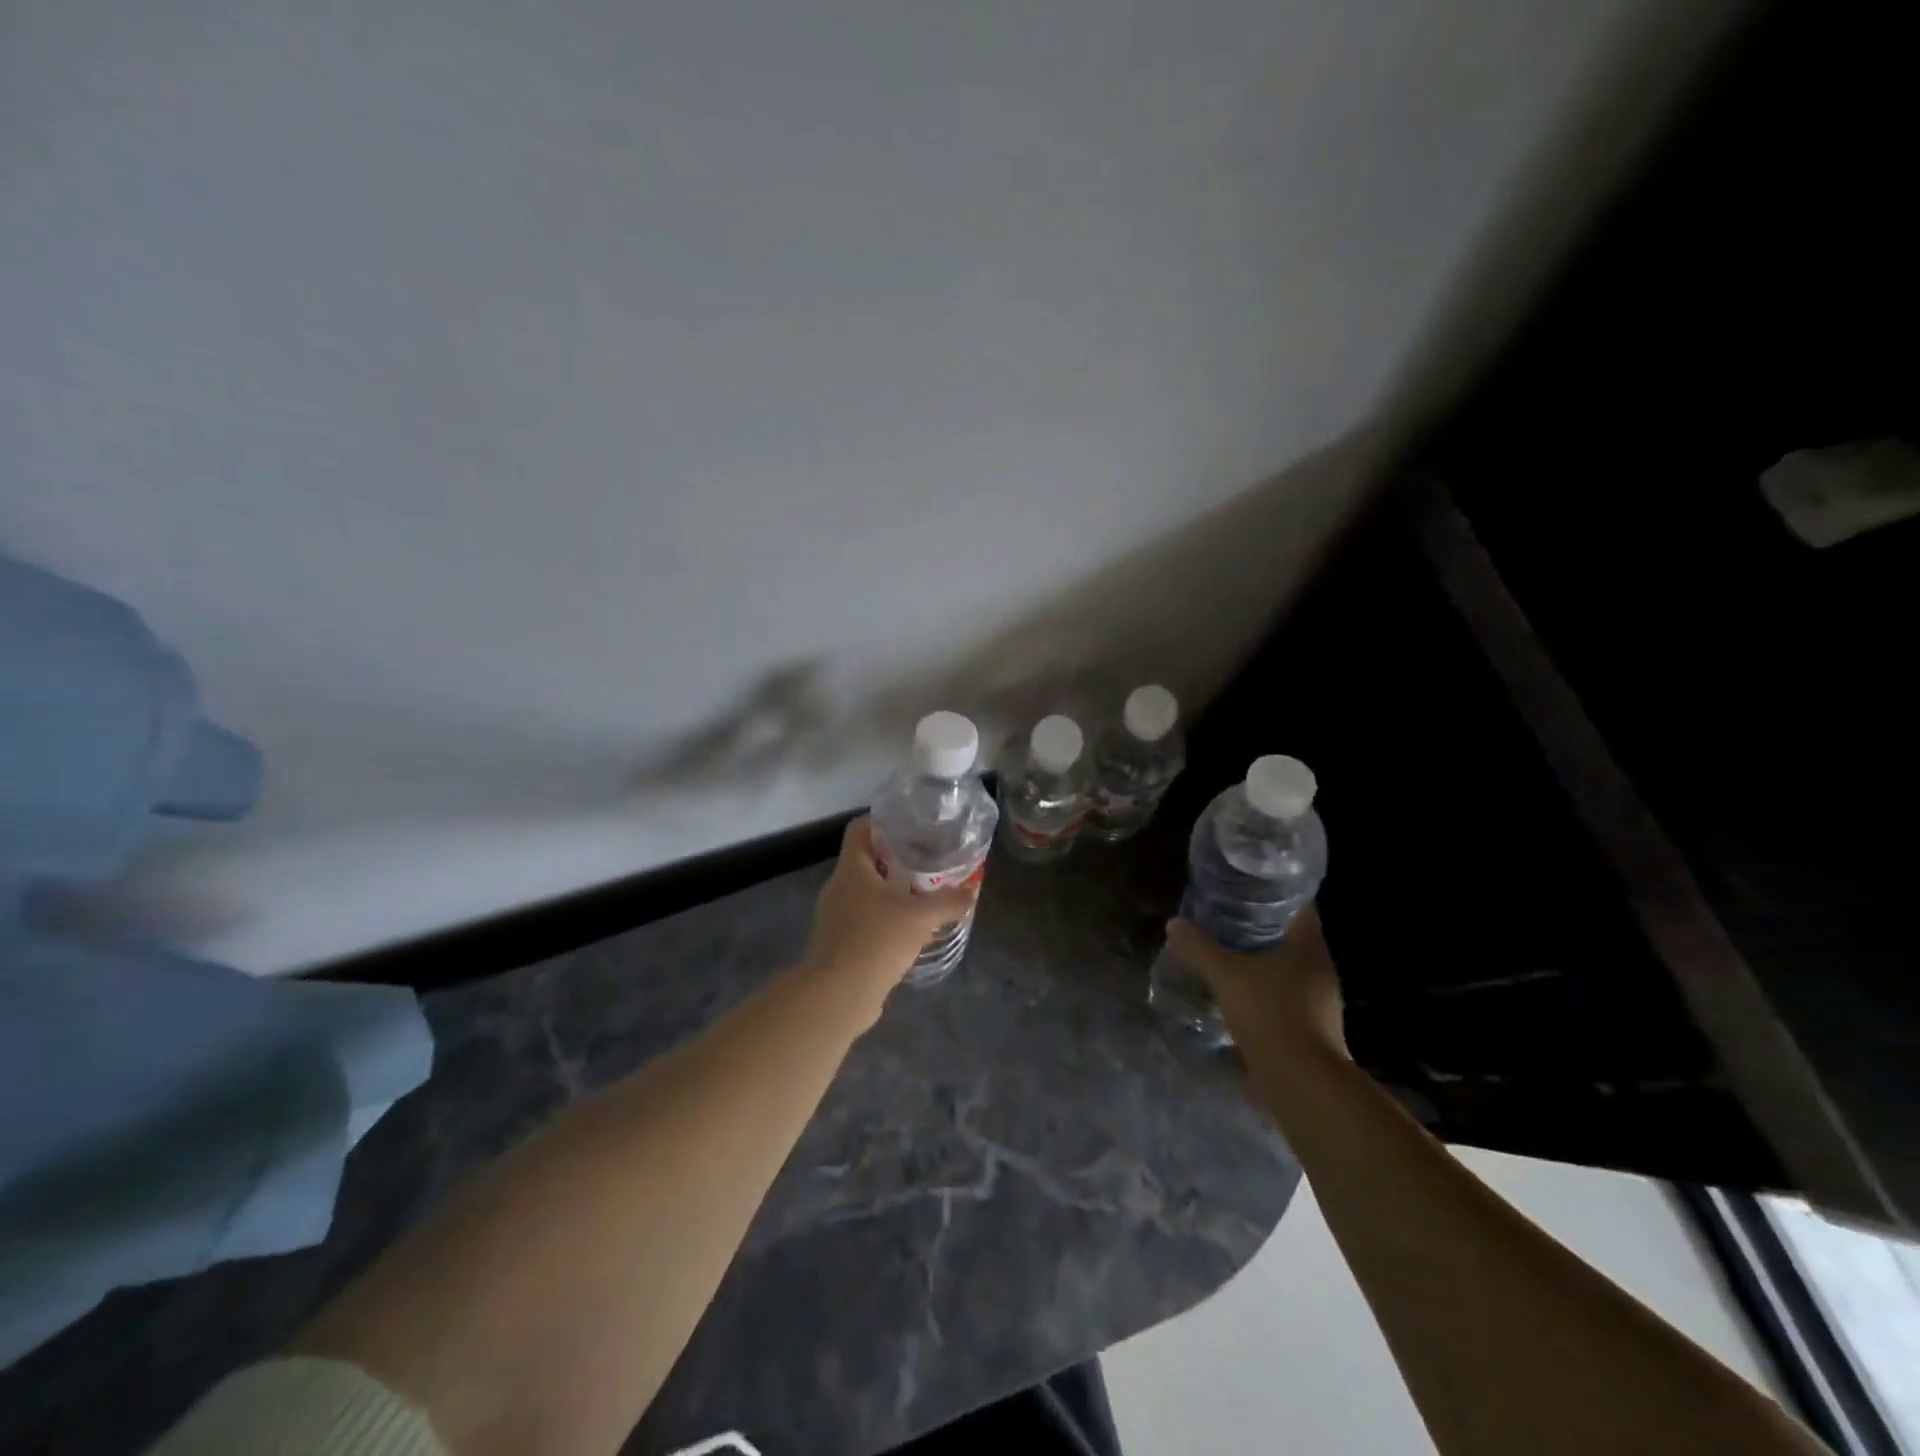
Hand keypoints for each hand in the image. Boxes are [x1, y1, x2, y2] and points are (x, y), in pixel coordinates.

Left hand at [801, 816, 980, 996]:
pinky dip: (885, 919)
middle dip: (895, 859)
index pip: (859, 829)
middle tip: (927, 861)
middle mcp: (838, 887)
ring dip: (891, 892)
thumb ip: (948, 901)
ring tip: (923, 895)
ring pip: (865, 893)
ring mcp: (835, 917)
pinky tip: (909, 931)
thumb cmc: (876, 940)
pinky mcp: (839, 944)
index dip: (882, 821)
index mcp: (851, 869)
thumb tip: (972, 891)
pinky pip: (864, 920)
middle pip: (865, 861)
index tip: (910, 825)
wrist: (838, 995)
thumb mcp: (921, 917)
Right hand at [1165, 907, 1347, 1060]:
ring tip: (1227, 956)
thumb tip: (1174, 925)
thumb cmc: (1269, 1013)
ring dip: (1262, 962)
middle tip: (1225, 921)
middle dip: (1260, 929)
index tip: (1242, 892)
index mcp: (1309, 945)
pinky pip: (1286, 997)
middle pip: (1291, 937)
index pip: (1297, 907)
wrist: (1301, 1082)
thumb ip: (1198, 947)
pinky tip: (1238, 995)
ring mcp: (1321, 1001)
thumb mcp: (1225, 974)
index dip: (1272, 896)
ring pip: (1288, 968)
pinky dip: (1264, 991)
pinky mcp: (1313, 1028)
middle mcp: (1320, 968)